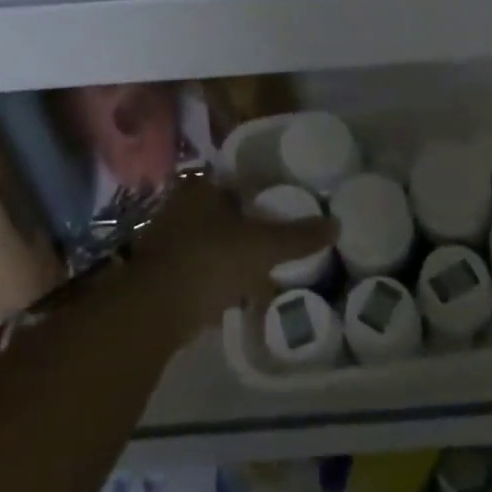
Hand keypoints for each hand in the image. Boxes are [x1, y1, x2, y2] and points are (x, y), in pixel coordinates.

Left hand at [134, 174, 332, 338]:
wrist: (154, 310)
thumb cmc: (211, 261)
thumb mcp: (263, 247)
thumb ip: (298, 236)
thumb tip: (336, 224)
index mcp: (200, 189)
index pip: (234, 182)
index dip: (258, 193)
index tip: (279, 208)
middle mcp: (178, 208)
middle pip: (221, 213)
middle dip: (245, 228)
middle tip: (273, 243)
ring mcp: (165, 242)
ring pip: (209, 243)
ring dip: (230, 256)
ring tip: (260, 273)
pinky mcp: (159, 275)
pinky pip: (197, 271)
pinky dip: (215, 280)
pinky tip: (235, 297)